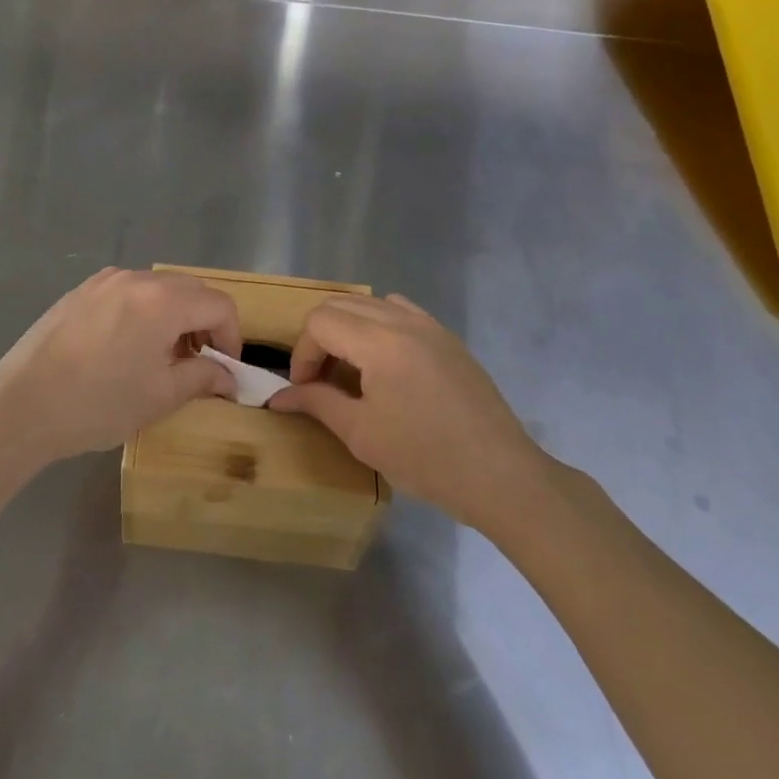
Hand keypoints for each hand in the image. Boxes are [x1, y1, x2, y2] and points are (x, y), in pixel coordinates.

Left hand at [0, 268, 239, 463]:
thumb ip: (202, 378)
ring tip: (163, 356)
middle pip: (191, 290)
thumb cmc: (98, 403)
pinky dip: (144, 311)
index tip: (225, 369)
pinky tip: (128, 346)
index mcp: (163, 300)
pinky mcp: (81, 291)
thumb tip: (228, 377)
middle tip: (199, 362)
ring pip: (159, 288)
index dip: (232, 336)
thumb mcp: (159, 396)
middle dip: (205, 323)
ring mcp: (105, 281)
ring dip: (175, 315)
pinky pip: (128, 291)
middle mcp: (137, 278)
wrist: (22, 405)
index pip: (219, 304)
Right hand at [268, 294, 550, 528]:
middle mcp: (403, 319)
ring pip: (370, 303)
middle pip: (340, 304)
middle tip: (320, 380)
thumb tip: (278, 397)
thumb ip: (317, 403)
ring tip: (351, 371)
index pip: (320, 322)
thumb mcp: (361, 434)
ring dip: (348, 328)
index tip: (305, 390)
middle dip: (320, 337)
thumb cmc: (425, 458)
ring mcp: (430, 325)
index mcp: (379, 341)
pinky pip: (400, 311)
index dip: (303, 354)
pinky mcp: (447, 338)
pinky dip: (379, 326)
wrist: (501, 475)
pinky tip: (385, 365)